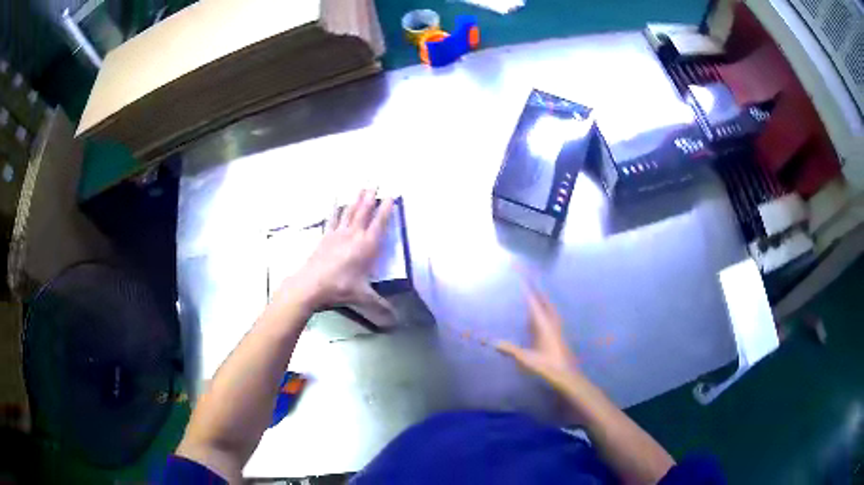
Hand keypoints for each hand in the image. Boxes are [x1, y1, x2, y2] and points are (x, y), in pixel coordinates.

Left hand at [278, 189, 393, 317]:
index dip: (386, 210)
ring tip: (362, 187)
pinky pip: (333, 218)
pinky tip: (336, 200)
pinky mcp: (326, 237)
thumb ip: (380, 307)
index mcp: (366, 247)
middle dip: (371, 197)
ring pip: (350, 212)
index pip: (380, 224)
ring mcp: (338, 234)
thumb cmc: (339, 289)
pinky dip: (336, 208)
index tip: (391, 196)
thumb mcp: (363, 297)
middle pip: (364, 212)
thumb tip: (396, 321)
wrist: (309, 285)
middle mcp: (353, 236)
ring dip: (357, 199)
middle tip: (376, 183)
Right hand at [496, 283, 580, 389]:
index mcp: (544, 324)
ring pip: (550, 308)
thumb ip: (510, 349)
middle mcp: (551, 322)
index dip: (527, 289)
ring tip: (536, 292)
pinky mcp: (558, 334)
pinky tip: (540, 315)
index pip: (534, 302)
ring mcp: (556, 328)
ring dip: (543, 298)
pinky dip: (545, 308)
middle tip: (530, 278)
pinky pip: (551, 315)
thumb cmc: (547, 366)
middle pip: (544, 301)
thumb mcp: (526, 358)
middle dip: (537, 289)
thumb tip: (492, 342)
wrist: (566, 375)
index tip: (522, 276)